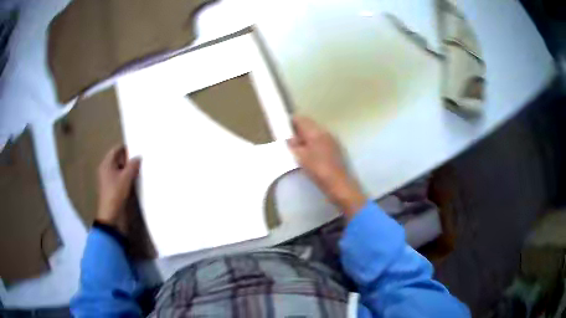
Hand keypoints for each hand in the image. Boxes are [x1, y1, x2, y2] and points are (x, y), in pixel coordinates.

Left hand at [96, 145, 140, 233]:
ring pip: (121, 170)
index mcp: (106, 164)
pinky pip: (122, 179)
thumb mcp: (126, 178)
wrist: (111, 217)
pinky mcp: (114, 190)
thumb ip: (133, 165)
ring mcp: (110, 181)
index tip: (139, 149)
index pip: (116, 150)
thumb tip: (138, 157)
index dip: (127, 149)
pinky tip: (138, 180)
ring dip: (130, 170)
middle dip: (130, 160)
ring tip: (142, 169)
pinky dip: (129, 178)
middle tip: (142, 159)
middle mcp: (107, 170)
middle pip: (119, 160)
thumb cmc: (116, 194)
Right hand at [287, 115, 365, 219]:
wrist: (339, 184)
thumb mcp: (301, 158)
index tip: (284, 127)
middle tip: (290, 139)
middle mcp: (325, 132)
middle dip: (299, 130)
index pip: (301, 119)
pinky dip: (315, 143)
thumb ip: (294, 145)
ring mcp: (333, 140)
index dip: (291, 122)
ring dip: (307, 137)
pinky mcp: (336, 149)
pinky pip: (322, 141)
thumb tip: (290, 138)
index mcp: (316, 132)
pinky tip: (311, 154)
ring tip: (299, 148)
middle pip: (310, 125)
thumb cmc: (318, 170)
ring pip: (316, 133)